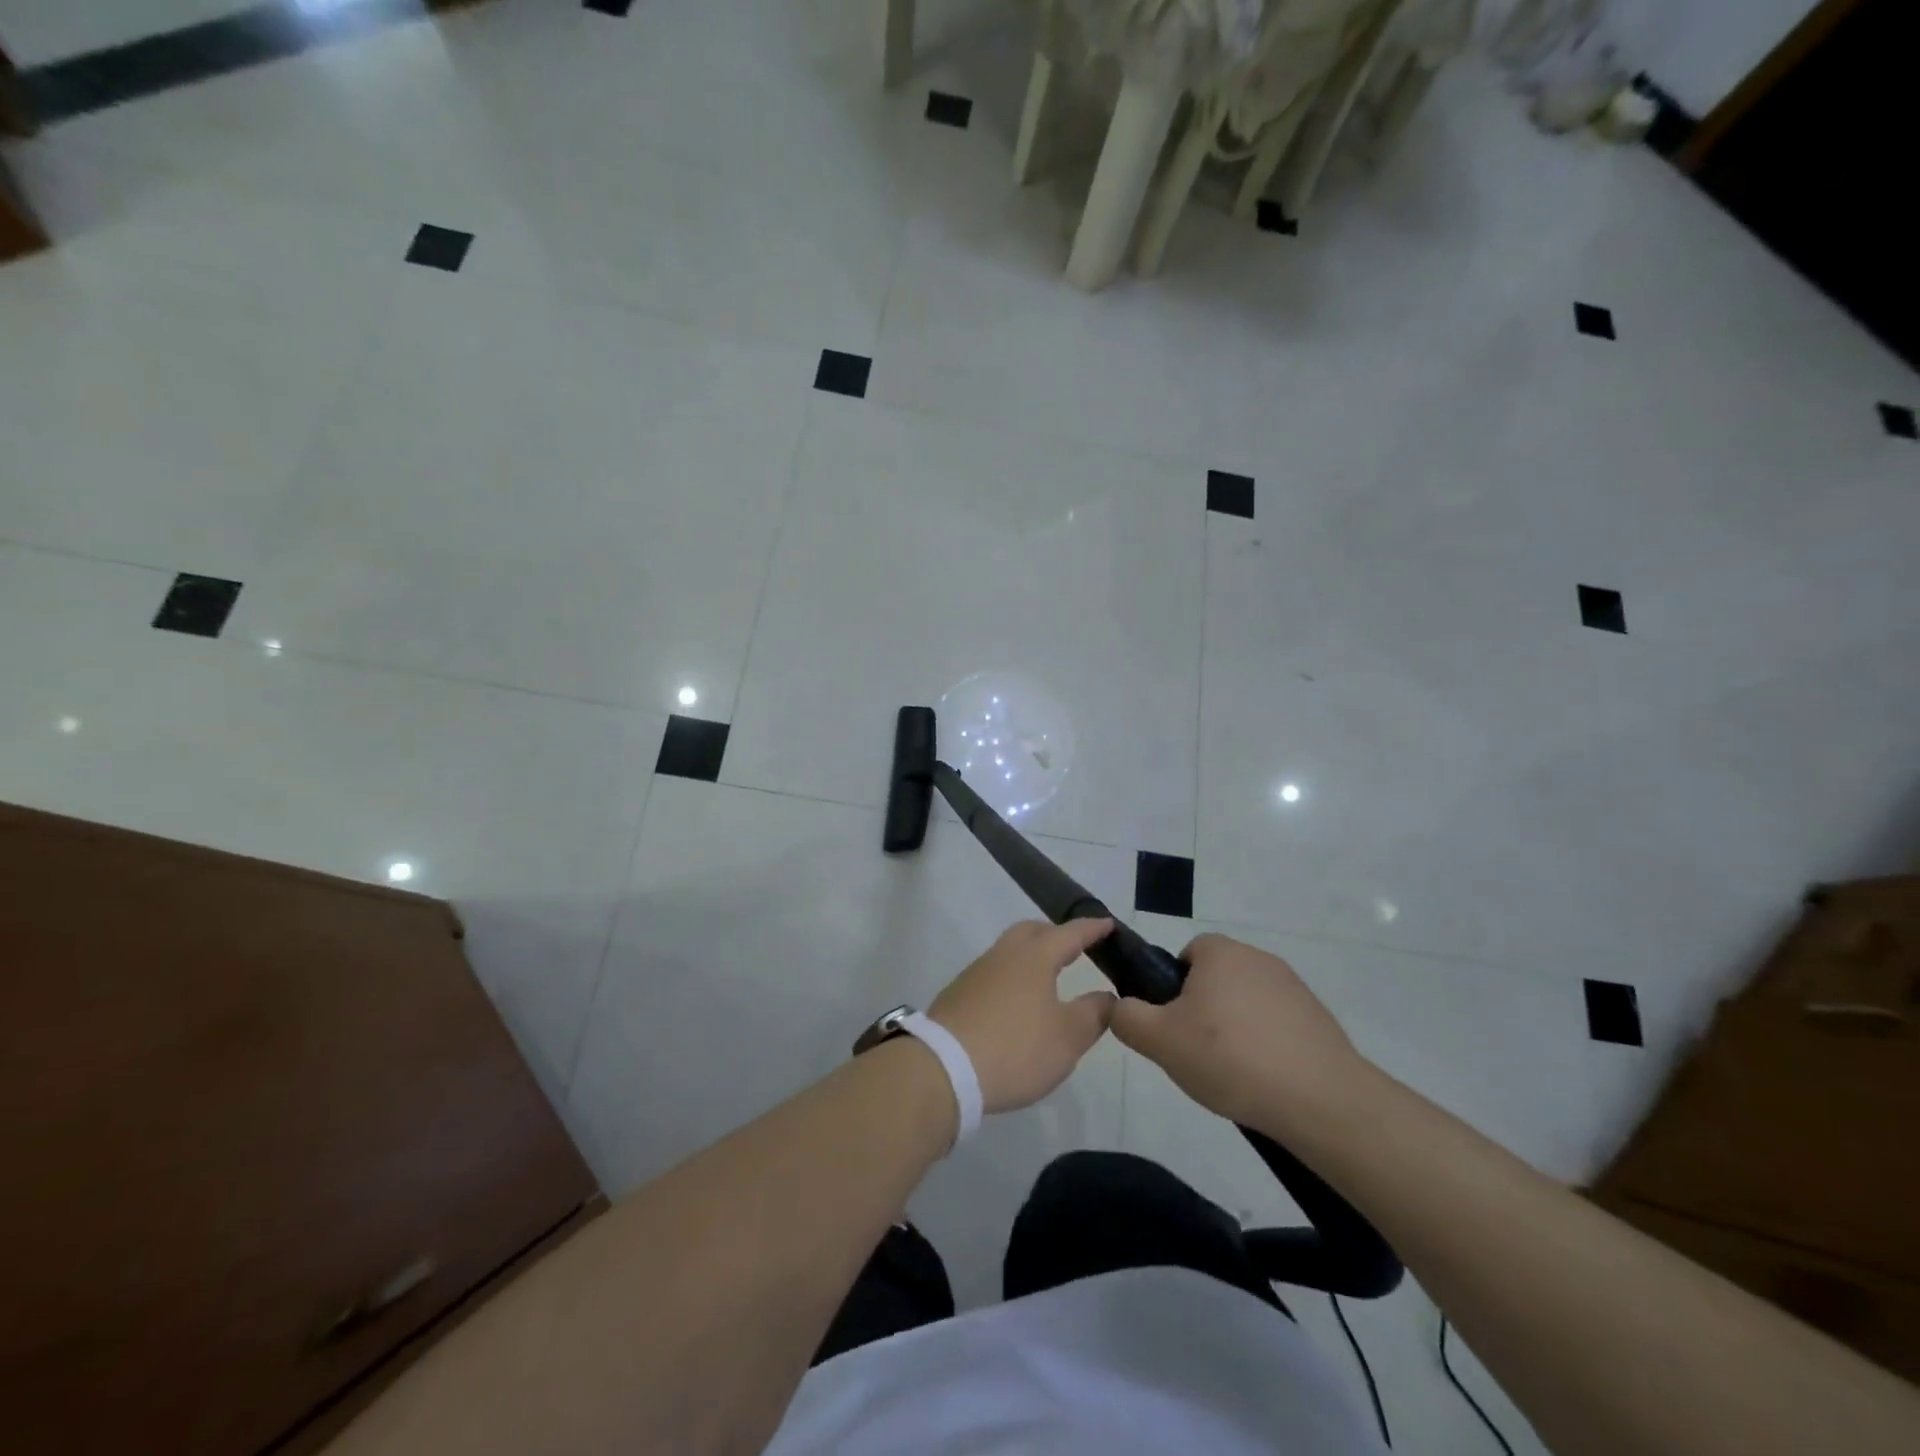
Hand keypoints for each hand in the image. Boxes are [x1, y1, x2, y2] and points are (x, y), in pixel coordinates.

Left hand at [928, 919, 1117, 1114]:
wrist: (943, 1068)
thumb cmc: (1015, 1048)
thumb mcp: (1068, 1037)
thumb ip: (1093, 1013)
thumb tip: (1107, 996)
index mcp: (1034, 957)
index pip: (1069, 934)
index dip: (1091, 929)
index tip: (1108, 924)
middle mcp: (1003, 955)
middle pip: (1031, 932)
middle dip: (1055, 934)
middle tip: (1075, 946)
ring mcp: (976, 973)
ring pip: (1009, 951)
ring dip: (1031, 956)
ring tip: (1048, 976)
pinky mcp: (958, 994)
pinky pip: (994, 973)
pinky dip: (1012, 977)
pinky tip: (1017, 1003)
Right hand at [1110, 933, 1374, 1133]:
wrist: (1321, 1100)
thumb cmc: (1230, 1058)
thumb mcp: (1160, 1041)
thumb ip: (1127, 1017)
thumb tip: (1117, 1005)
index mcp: (1221, 953)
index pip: (1186, 954)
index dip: (1173, 988)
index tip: (1174, 1024)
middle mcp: (1259, 958)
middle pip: (1216, 979)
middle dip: (1204, 1011)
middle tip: (1197, 1053)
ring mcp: (1295, 988)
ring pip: (1247, 1003)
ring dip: (1236, 1030)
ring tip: (1233, 1074)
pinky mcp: (1319, 1020)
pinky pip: (1278, 1026)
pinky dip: (1267, 1047)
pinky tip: (1265, 1081)